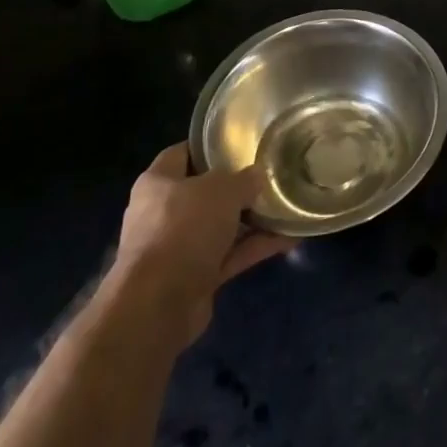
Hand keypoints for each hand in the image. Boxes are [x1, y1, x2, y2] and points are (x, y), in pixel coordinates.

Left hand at [109, 145, 293, 345]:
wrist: (159, 304)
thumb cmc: (184, 228)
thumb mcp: (222, 190)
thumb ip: (244, 179)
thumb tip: (257, 176)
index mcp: (158, 183)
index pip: (182, 153)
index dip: (209, 146)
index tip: (240, 142)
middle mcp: (162, 213)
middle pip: (204, 192)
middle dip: (237, 187)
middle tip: (269, 176)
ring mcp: (177, 248)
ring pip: (220, 226)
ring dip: (252, 220)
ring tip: (286, 208)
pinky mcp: (193, 277)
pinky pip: (229, 255)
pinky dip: (254, 247)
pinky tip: (288, 239)